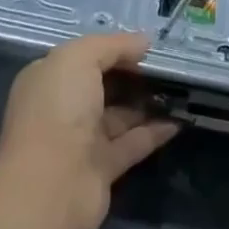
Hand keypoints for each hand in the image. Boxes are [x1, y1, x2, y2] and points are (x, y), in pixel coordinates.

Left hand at [0, 33, 177, 228]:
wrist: (50, 187)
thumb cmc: (58, 110)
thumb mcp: (79, 58)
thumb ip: (113, 45)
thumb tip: (144, 41)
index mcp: (49, 79)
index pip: (84, 57)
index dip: (114, 49)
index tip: (148, 46)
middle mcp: (62, 108)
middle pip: (102, 85)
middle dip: (132, 74)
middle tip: (169, 65)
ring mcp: (81, 140)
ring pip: (119, 115)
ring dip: (146, 102)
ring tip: (180, 89)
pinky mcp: (102, 169)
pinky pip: (132, 144)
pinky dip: (154, 132)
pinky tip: (178, 120)